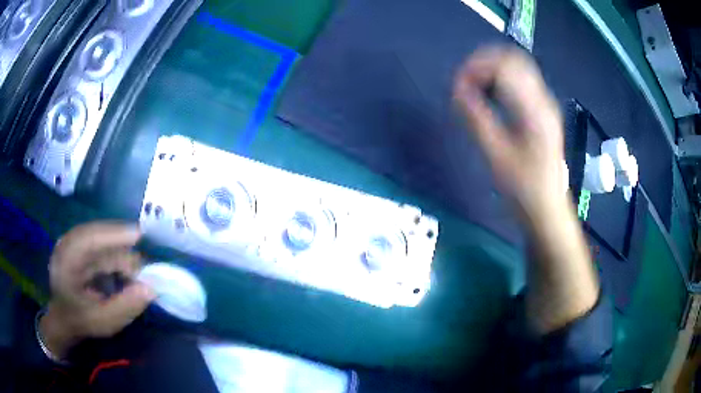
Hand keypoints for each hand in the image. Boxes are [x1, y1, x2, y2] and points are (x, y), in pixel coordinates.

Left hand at [39, 222, 155, 358]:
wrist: (63, 318)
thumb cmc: (80, 321)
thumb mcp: (103, 321)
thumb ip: (125, 306)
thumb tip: (151, 288)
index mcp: (66, 260)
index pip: (89, 238)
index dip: (113, 234)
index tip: (139, 235)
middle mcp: (68, 244)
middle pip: (99, 236)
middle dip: (123, 248)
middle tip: (144, 267)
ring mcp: (74, 242)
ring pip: (102, 240)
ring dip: (121, 255)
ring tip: (137, 276)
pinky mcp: (80, 245)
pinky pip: (101, 245)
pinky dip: (116, 257)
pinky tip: (125, 272)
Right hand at [454, 47, 565, 220]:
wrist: (548, 211)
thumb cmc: (524, 190)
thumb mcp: (496, 156)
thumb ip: (476, 119)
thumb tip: (456, 89)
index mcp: (534, 110)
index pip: (505, 67)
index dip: (477, 67)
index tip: (457, 84)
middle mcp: (543, 101)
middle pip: (514, 60)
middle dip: (485, 63)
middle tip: (464, 81)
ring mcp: (545, 106)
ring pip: (518, 69)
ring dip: (493, 70)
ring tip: (474, 87)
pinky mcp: (543, 113)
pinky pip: (521, 83)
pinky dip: (502, 81)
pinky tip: (490, 96)